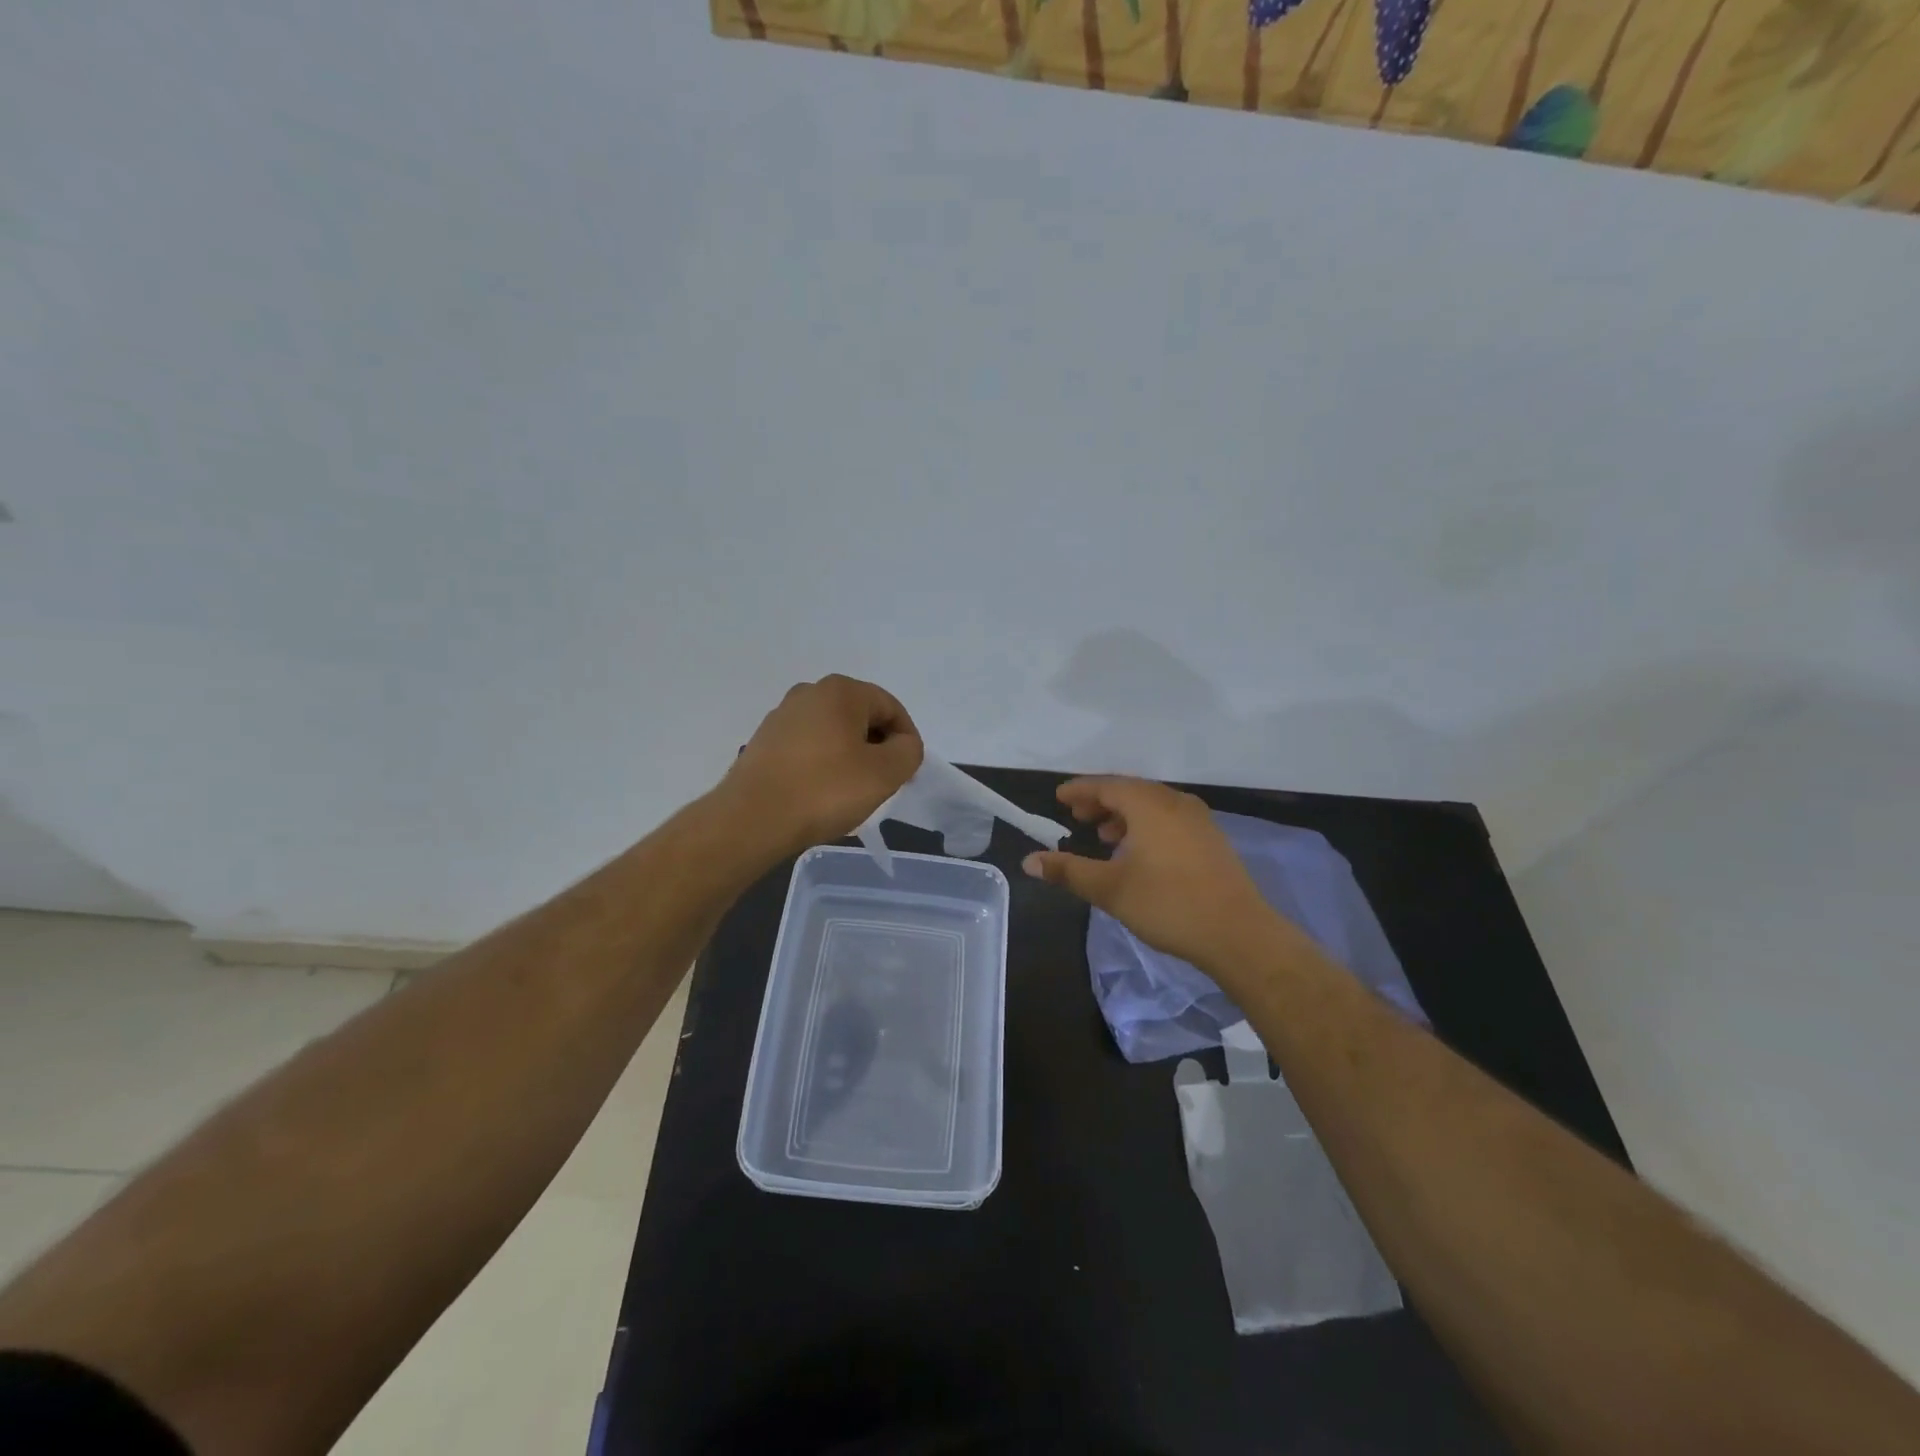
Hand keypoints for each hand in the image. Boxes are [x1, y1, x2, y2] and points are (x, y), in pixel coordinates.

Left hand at [723, 675, 923, 856]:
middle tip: (882, 783)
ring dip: (850, 757)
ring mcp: (782, 716)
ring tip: (851, 792)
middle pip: (861, 717)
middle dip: (877, 748)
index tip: (906, 773)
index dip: (906, 740)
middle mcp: (809, 693)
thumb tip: (903, 744)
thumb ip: (908, 751)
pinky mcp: (764, 741)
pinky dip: (823, 765)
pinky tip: (820, 794)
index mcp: (841, 691)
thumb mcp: (884, 774)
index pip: (891, 708)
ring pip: (834, 732)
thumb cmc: (825, 791)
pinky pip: (808, 747)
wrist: (752, 820)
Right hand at [1023, 777, 1286, 972]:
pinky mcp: (1212, 839)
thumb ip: (1068, 871)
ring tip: (1104, 836)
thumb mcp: (1110, 889)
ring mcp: (1198, 819)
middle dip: (1101, 801)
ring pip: (1152, 805)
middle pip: (1130, 790)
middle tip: (1077, 816)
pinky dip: (1146, 825)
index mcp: (1149, 805)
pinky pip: (1170, 818)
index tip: (1058, 798)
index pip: (1106, 785)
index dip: (1080, 790)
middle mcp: (1175, 802)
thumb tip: (1029, 861)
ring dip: (1124, 815)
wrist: (1238, 934)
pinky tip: (1139, 852)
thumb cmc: (1168, 905)